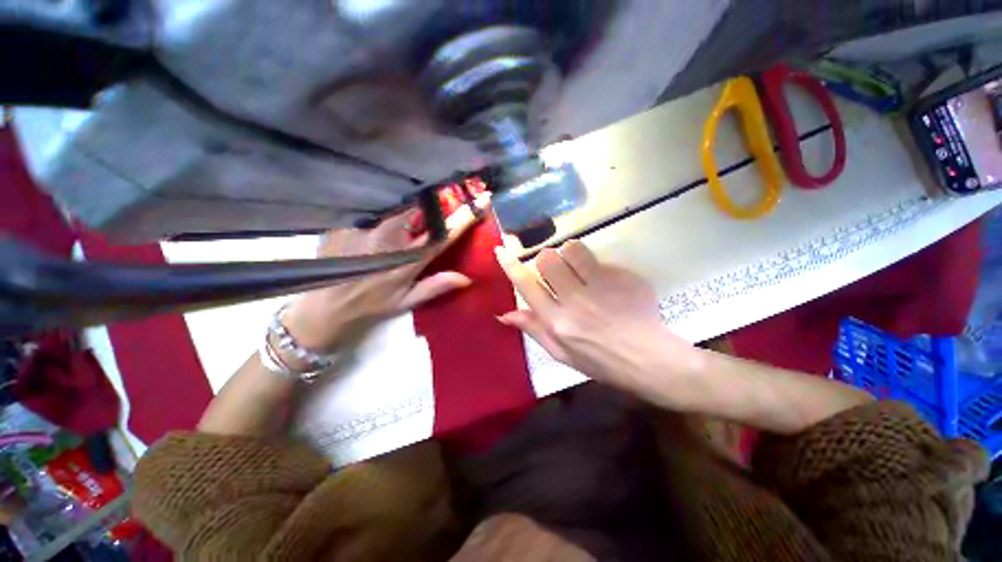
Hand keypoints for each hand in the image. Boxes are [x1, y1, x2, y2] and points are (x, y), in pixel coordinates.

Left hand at [283, 209, 471, 351]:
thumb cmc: (371, 304)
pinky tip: (375, 225)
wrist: (324, 305)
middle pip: (420, 209)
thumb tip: (467, 278)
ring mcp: (368, 226)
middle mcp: (390, 237)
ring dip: (407, 207)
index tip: (481, 200)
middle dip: (433, 205)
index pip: (443, 233)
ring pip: (397, 205)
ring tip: (401, 221)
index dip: (464, 217)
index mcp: (409, 258)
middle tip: (433, 209)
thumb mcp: (407, 300)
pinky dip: (382, 211)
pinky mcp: (349, 220)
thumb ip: (436, 286)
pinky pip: (374, 207)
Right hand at [495, 240, 696, 391]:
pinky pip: (600, 260)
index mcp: (558, 322)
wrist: (649, 361)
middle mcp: (576, 301)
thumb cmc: (600, 362)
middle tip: (557, 271)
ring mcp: (602, 287)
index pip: (526, 286)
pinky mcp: (624, 278)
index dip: (510, 266)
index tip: (500, 250)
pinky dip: (597, 267)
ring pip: (574, 249)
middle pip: (548, 260)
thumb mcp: (561, 354)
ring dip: (571, 255)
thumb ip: (534, 329)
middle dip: (547, 260)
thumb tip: (505, 313)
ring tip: (580, 269)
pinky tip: (608, 285)